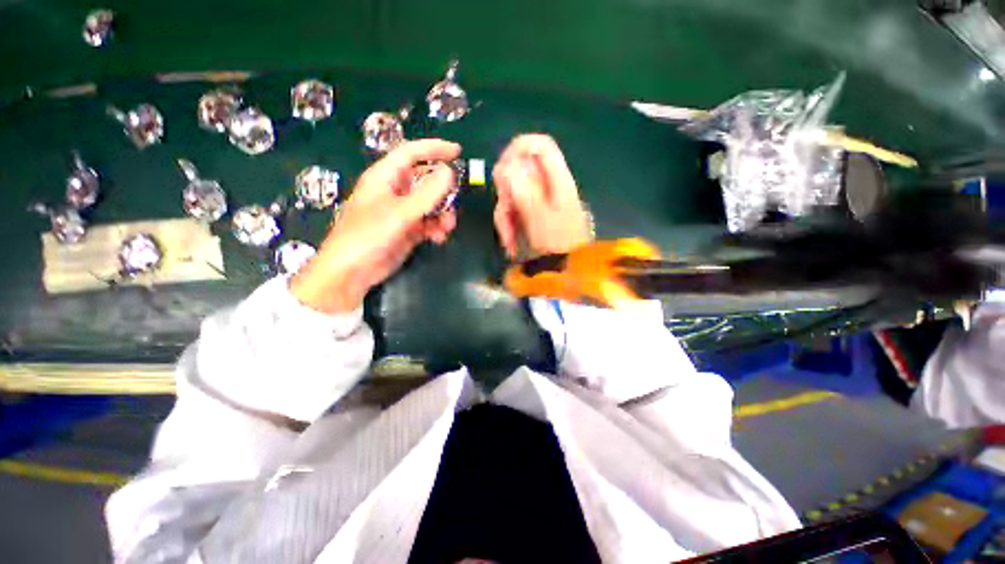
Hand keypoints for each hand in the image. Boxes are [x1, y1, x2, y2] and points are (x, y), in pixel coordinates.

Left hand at [290, 139, 461, 313]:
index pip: (411, 153)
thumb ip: (426, 194)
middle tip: (455, 202)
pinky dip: (437, 228)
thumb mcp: (399, 213)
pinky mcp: (408, 230)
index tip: (458, 151)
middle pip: (425, 180)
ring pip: (430, 204)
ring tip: (447, 227)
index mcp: (385, 177)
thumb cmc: (367, 236)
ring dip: (442, 213)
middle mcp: (394, 191)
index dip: (434, 149)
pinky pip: (429, 222)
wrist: (351, 272)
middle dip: (443, 191)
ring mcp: (402, 212)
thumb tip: (449, 173)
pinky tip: (438, 238)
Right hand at [493, 134, 591, 258]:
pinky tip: (510, 242)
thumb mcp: (540, 217)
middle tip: (506, 212)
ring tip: (509, 239)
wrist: (568, 267)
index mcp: (557, 178)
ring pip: (513, 194)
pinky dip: (509, 224)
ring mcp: (540, 199)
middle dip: (506, 193)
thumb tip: (505, 166)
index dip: (517, 150)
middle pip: (519, 172)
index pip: (538, 145)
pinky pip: (515, 210)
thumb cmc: (558, 243)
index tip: (502, 171)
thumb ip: (524, 190)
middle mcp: (548, 185)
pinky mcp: (534, 213)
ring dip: (505, 216)